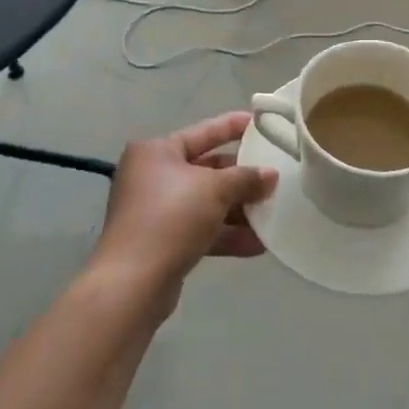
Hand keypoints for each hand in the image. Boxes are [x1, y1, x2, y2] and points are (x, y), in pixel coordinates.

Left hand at [95, 113, 276, 297]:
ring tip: (274, 213)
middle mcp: (153, 176)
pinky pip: (202, 230)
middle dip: (242, 177)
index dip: (233, 126)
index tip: (262, 123)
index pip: (204, 131)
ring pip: (206, 203)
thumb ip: (246, 179)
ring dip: (239, 209)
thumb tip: (271, 175)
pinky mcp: (163, 243)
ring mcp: (156, 211)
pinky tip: (259, 244)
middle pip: (206, 169)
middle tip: (276, 176)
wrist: (132, 284)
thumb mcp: (214, 190)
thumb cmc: (170, 218)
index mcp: (157, 152)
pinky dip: (227, 234)